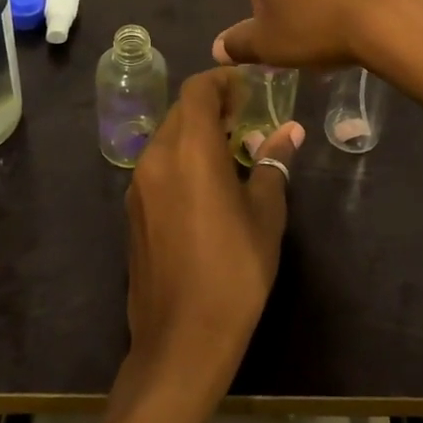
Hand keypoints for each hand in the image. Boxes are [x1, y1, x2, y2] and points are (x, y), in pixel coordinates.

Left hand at [123, 68, 303, 395]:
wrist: (181, 341)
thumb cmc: (234, 272)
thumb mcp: (265, 216)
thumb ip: (273, 164)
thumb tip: (290, 131)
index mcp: (190, 151)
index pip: (198, 90)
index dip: (222, 80)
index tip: (249, 88)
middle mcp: (157, 157)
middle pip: (181, 110)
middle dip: (213, 106)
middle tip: (247, 118)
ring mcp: (139, 185)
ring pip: (167, 136)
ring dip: (197, 132)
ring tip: (232, 151)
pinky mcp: (133, 210)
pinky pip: (158, 164)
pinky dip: (181, 158)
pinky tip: (207, 185)